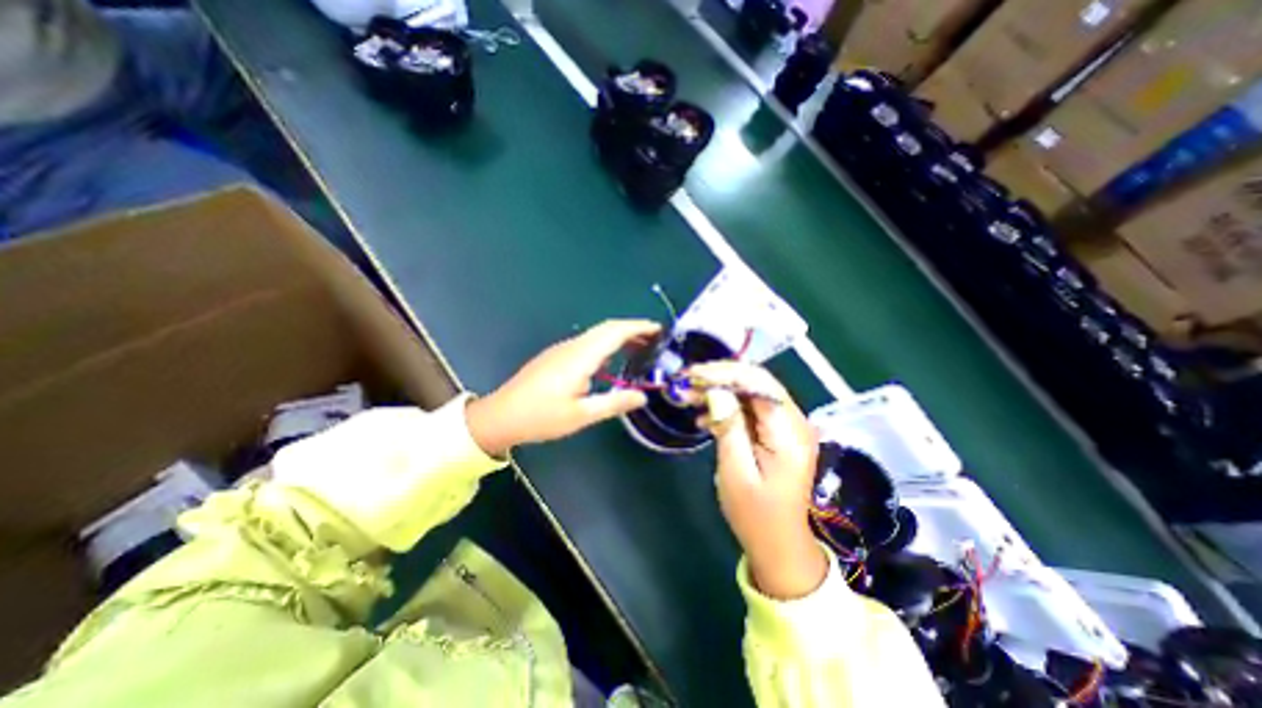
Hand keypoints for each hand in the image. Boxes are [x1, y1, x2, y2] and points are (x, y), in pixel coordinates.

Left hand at [462, 319, 660, 455]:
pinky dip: (606, 345)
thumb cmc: (541, 417)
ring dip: (619, 337)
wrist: (501, 416)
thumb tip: (642, 396)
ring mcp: (562, 350)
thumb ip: (614, 403)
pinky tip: (612, 361)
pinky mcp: (557, 356)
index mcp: (580, 357)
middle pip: (607, 329)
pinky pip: (588, 343)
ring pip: (597, 335)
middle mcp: (572, 347)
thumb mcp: (581, 415)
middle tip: (655, 340)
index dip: (638, 327)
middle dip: (632, 329)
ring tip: (640, 349)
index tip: (659, 330)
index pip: (615, 332)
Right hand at [689, 363, 828, 600]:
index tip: (692, 376)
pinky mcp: (776, 433)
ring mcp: (786, 426)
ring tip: (689, 398)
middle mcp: (793, 421)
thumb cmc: (756, 515)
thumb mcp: (736, 472)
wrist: (778, 544)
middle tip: (686, 383)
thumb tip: (715, 391)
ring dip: (719, 391)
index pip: (758, 382)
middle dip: (719, 378)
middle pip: (755, 382)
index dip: (724, 373)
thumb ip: (729, 427)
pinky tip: (705, 419)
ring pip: (750, 392)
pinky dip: (726, 407)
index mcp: (788, 432)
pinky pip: (750, 409)